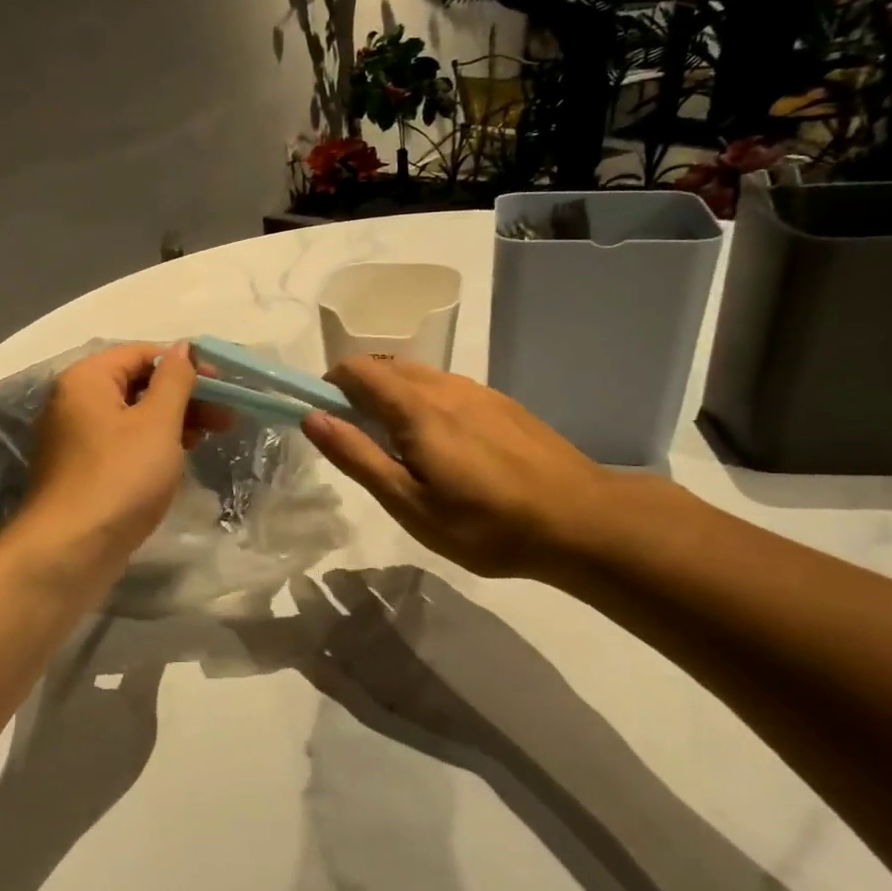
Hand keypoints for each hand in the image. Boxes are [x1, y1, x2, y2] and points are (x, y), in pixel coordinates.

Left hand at [10, 343, 229, 582]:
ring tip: (212, 436)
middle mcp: (75, 401)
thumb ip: (175, 380)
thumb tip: (184, 347)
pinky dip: (153, 444)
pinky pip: (123, 443)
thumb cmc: (120, 477)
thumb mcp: (157, 423)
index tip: (223, 383)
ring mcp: (76, 438)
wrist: (71, 550)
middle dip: (185, 396)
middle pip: (137, 384)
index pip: (142, 353)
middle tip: (226, 415)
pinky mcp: (83, 469)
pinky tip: (180, 456)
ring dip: (174, 421)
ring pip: (133, 416)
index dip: (186, 363)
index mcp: (87, 379)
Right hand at [301, 358, 634, 581]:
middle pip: (385, 367)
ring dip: (393, 397)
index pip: (356, 370)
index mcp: (415, 406)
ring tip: (402, 450)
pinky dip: (426, 403)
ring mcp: (478, 391)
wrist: (580, 520)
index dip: (329, 386)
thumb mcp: (409, 502)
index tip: (325, 421)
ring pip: (418, 376)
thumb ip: (357, 456)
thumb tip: (312, 417)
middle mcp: (444, 385)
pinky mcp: (502, 404)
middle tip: (360, 443)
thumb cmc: (484, 523)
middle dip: (359, 392)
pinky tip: (446, 448)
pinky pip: (448, 389)